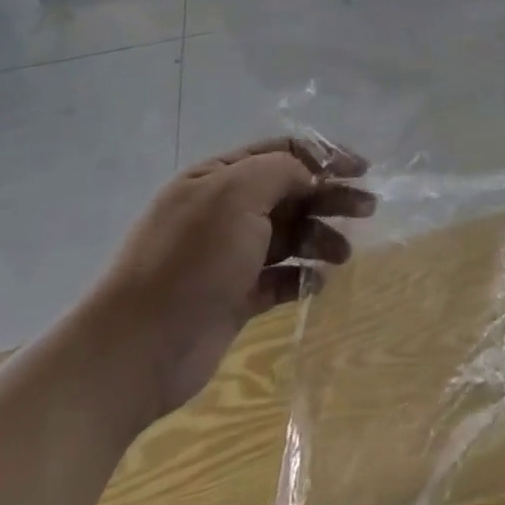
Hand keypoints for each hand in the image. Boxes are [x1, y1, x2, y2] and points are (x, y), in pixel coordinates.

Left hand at [84, 139, 373, 421]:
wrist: (135, 352)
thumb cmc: (191, 260)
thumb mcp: (236, 194)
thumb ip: (281, 170)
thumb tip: (311, 175)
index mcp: (218, 178)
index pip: (282, 152)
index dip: (325, 156)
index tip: (361, 170)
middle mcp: (224, 211)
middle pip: (291, 192)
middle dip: (331, 196)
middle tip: (369, 208)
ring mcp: (229, 256)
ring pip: (290, 235)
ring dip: (321, 237)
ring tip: (344, 254)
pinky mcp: (235, 298)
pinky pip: (280, 278)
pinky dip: (303, 277)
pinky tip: (318, 282)